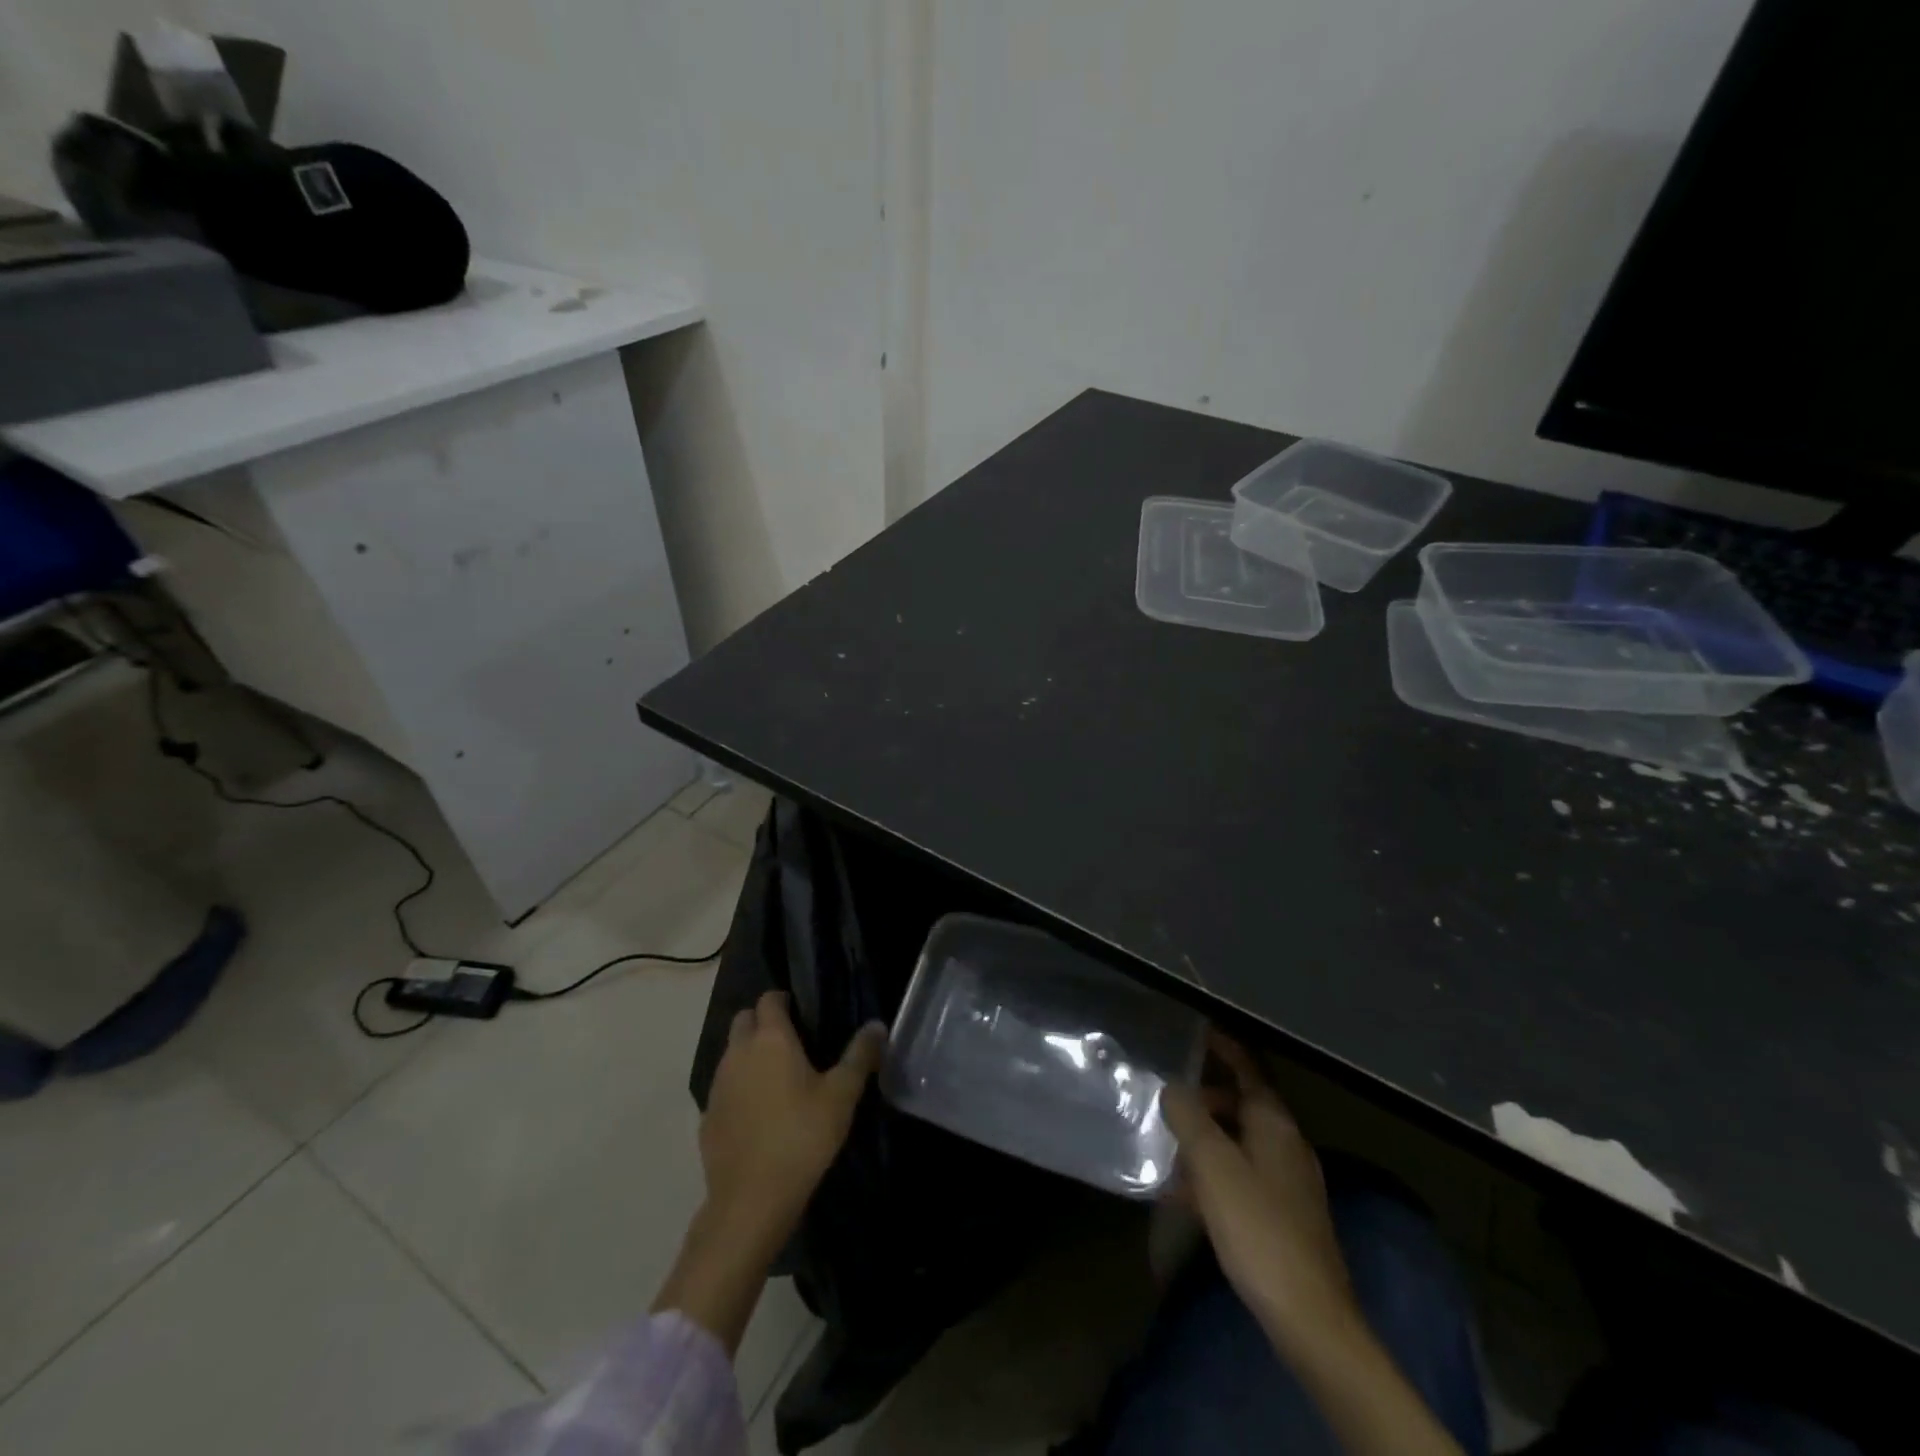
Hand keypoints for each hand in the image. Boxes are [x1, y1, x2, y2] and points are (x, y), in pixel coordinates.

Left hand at [700, 992, 885, 1250]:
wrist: (751, 1201)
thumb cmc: (802, 1137)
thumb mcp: (842, 1096)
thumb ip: (860, 1056)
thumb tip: (877, 1025)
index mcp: (771, 1039)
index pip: (769, 999)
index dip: (784, 1000)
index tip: (804, 1014)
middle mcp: (738, 1053)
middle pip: (744, 1020)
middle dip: (763, 1022)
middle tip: (792, 1043)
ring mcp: (718, 1085)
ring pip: (731, 1053)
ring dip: (749, 1055)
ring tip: (778, 1079)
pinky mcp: (707, 1116)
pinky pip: (724, 1088)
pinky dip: (739, 1089)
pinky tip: (759, 1114)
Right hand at [1163, 1033, 1354, 1344]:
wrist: (1308, 1318)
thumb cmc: (1258, 1228)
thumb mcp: (1213, 1165)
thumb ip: (1189, 1118)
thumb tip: (1172, 1087)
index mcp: (1275, 1124)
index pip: (1249, 1069)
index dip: (1225, 1047)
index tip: (1198, 1029)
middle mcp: (1287, 1145)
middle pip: (1243, 1104)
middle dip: (1204, 1097)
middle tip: (1167, 1098)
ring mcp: (1288, 1183)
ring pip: (1240, 1142)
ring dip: (1206, 1137)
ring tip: (1167, 1143)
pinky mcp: (1283, 1216)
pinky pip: (1241, 1176)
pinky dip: (1214, 1173)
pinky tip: (1184, 1193)